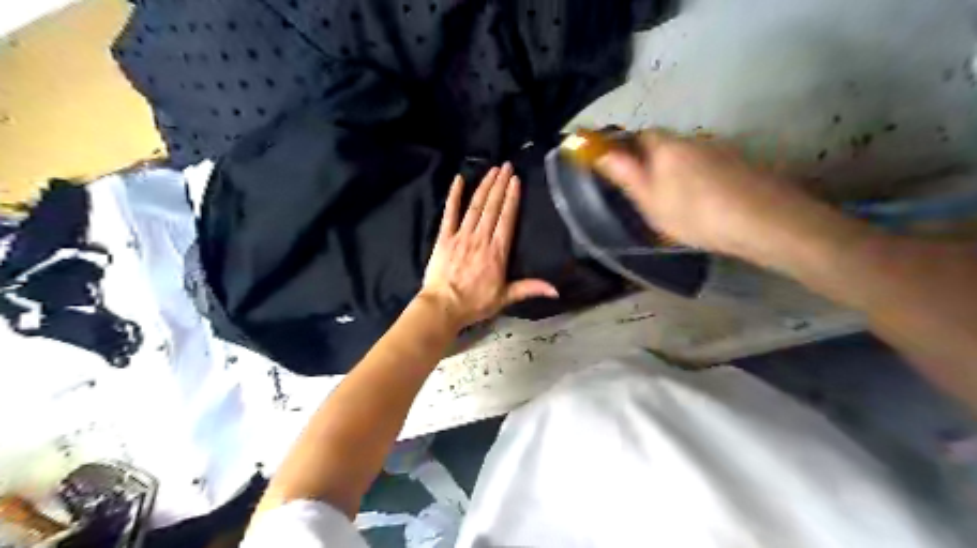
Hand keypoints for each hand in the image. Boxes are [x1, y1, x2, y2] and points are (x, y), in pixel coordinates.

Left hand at [418, 162, 557, 328]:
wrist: (443, 307)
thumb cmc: (475, 303)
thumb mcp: (505, 298)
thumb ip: (530, 289)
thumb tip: (556, 291)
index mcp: (497, 252)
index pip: (507, 218)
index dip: (512, 198)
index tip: (516, 180)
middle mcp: (481, 238)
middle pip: (492, 207)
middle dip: (500, 185)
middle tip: (506, 166)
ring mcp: (461, 235)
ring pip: (475, 206)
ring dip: (484, 186)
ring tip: (492, 169)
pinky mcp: (444, 237)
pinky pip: (449, 213)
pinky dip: (454, 195)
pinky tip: (459, 180)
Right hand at [592, 128, 813, 254]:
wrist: (762, 220)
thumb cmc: (695, 213)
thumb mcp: (651, 201)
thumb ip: (627, 174)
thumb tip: (602, 152)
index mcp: (667, 146)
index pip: (640, 135)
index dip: (629, 148)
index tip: (623, 169)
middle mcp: (693, 139)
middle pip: (666, 145)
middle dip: (654, 162)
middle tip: (650, 194)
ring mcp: (720, 149)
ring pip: (689, 157)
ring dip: (680, 171)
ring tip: (679, 203)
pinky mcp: (741, 162)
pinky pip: (710, 167)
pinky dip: (702, 180)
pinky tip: (706, 204)